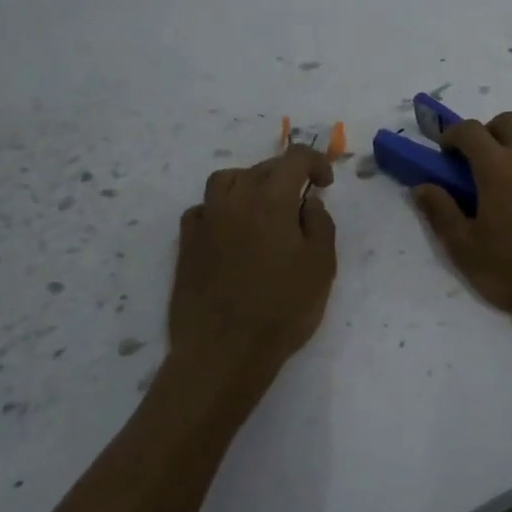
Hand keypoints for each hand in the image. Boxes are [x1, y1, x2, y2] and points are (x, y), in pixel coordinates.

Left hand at [168, 144, 336, 402]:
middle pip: (261, 168)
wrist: (223, 352)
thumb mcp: (321, 266)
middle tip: (301, 199)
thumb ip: (320, 224)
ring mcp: (206, 221)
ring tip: (263, 206)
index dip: (316, 162)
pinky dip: (220, 209)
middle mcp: (234, 201)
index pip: (295, 158)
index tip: (325, 184)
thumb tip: (307, 202)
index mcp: (271, 200)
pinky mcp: (186, 245)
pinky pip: (202, 210)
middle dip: (286, 174)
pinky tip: (231, 230)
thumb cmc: (282, 309)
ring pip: (226, 181)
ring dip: (249, 183)